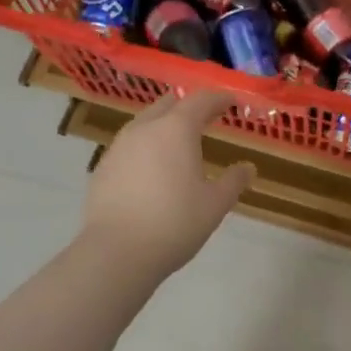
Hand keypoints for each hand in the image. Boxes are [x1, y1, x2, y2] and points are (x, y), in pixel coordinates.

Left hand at [80, 89, 253, 276]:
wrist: (117, 252)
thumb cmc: (175, 223)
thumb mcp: (215, 205)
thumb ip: (233, 182)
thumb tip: (247, 168)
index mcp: (176, 130)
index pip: (200, 100)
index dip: (218, 98)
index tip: (230, 102)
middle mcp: (145, 129)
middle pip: (168, 104)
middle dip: (188, 106)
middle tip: (206, 117)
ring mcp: (119, 147)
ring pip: (144, 123)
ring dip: (164, 125)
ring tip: (178, 142)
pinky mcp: (102, 168)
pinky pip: (129, 146)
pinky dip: (145, 148)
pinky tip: (151, 169)